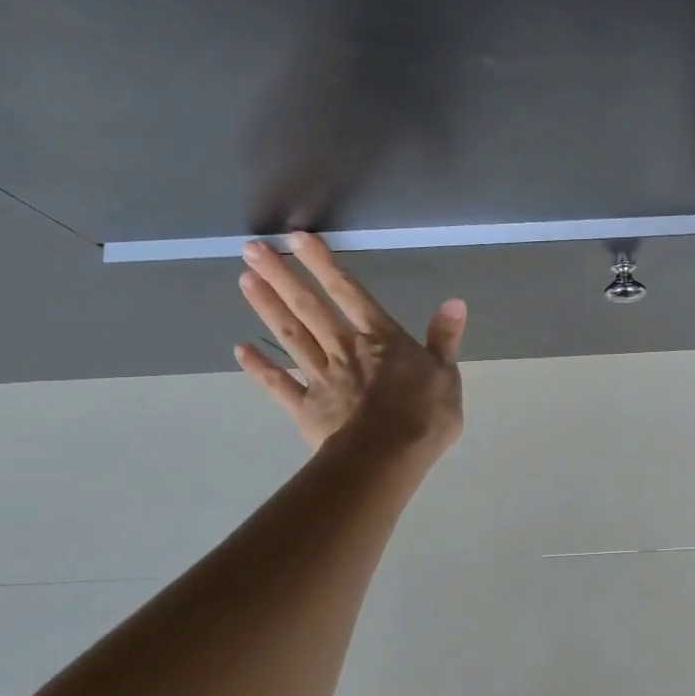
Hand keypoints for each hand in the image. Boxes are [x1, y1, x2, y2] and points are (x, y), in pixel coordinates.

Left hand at [234, 232, 466, 455]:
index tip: (297, 238)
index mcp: (380, 339)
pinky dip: (260, 368)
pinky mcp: (306, 409)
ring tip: (245, 280)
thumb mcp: (447, 375)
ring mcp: (321, 378)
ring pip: (291, 337)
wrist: (389, 457)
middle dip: (282, 276)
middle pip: (309, 307)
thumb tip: (454, 302)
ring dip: (268, 308)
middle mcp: (345, 349)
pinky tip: (240, 351)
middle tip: (253, 248)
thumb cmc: (425, 416)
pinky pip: (280, 385)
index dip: (324, 264)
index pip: (349, 292)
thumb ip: (444, 338)